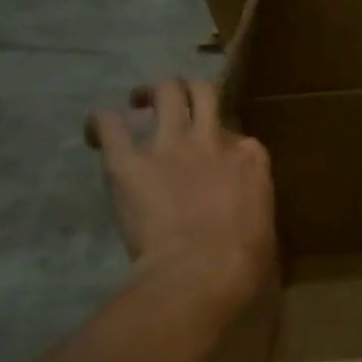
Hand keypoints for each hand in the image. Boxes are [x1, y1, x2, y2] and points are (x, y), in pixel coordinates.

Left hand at [85, 80, 274, 304]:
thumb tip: (243, 212)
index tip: (212, 155)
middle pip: (201, 92)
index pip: (235, 130)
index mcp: (250, 156)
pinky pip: (108, 122)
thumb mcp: (264, 222)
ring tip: (137, 104)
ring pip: (163, 91)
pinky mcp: (128, 161)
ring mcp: (170, 145)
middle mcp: (212, 138)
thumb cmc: (246, 259)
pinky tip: (97, 136)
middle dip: (186, 93)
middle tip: (172, 105)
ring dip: (148, 94)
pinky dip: (101, 124)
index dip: (220, 138)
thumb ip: (251, 202)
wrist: (203, 270)